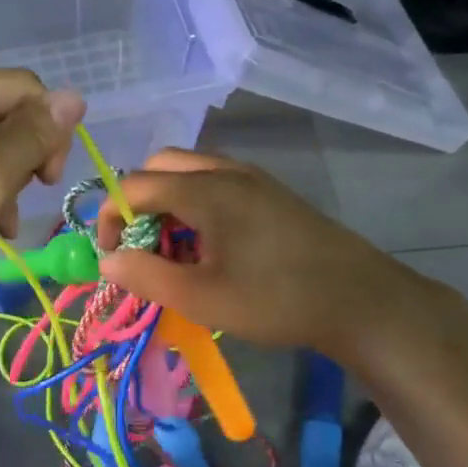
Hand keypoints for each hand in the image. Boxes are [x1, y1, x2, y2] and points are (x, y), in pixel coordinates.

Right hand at [95, 149, 411, 353]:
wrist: (361, 300)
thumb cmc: (275, 299)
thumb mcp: (201, 297)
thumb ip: (146, 276)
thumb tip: (106, 260)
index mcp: (204, 189)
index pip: (134, 185)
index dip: (109, 217)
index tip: (111, 255)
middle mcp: (225, 171)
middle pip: (160, 166)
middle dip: (138, 202)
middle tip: (143, 245)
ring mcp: (253, 178)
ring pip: (190, 172)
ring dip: (168, 202)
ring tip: (176, 250)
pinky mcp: (271, 192)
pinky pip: (217, 182)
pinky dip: (195, 203)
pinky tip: (212, 246)